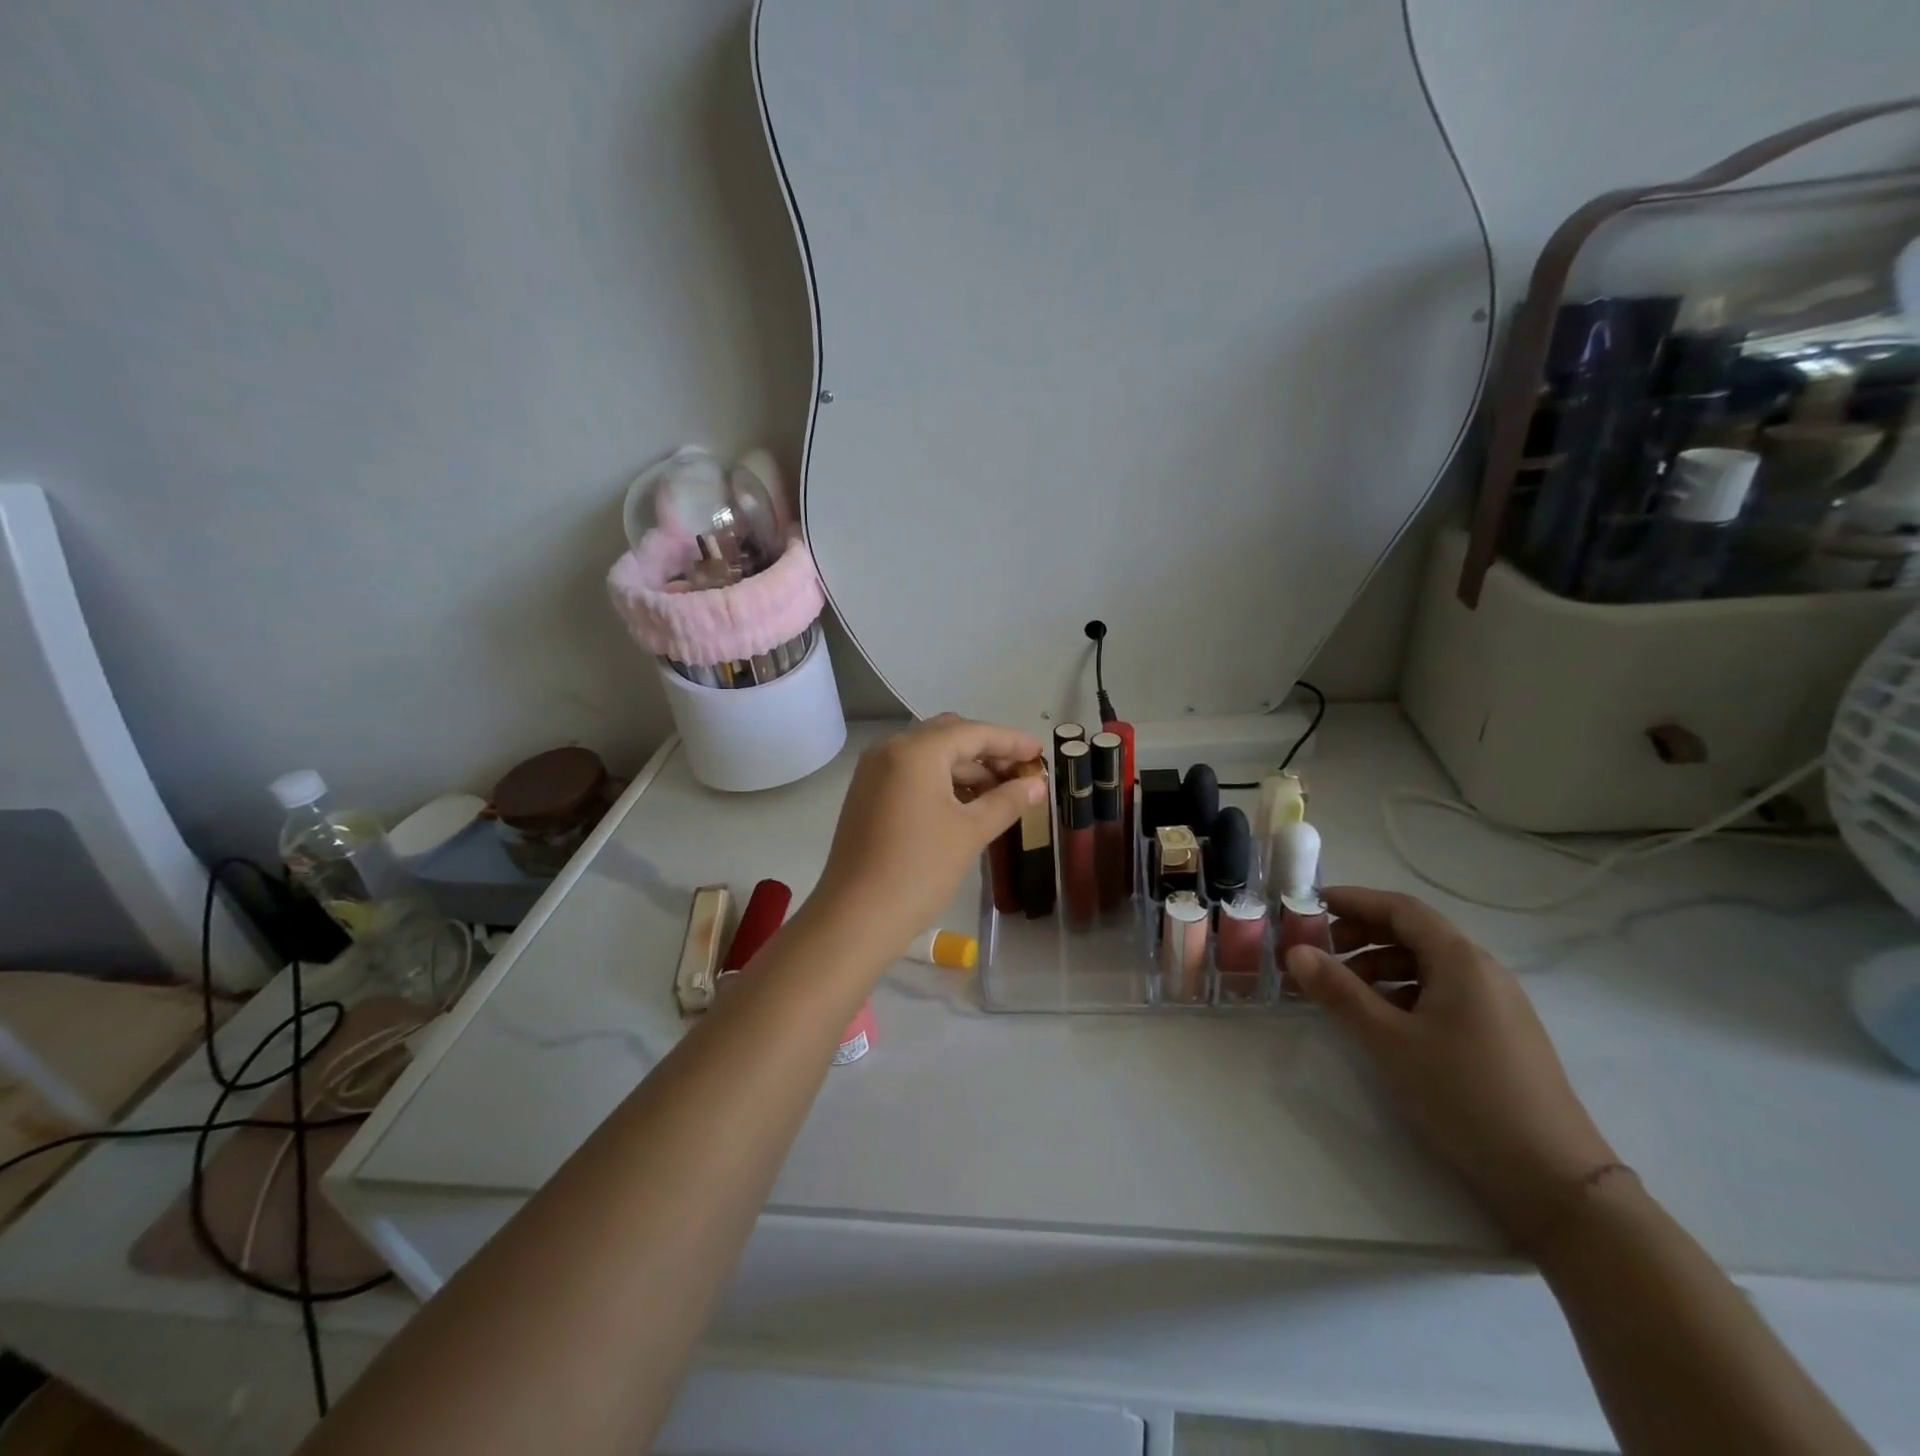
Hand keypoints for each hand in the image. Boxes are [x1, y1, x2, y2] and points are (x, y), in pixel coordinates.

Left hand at [807, 715, 1044, 958]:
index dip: (1011, 741)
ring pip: (930, 756)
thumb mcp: (971, 832)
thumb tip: (1037, 784)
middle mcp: (890, 749)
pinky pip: (912, 775)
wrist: (856, 917)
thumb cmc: (920, 869)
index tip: (1041, 752)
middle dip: (988, 752)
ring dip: (967, 769)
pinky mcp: (868, 795)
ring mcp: (874, 772)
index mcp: (915, 750)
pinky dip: (942, 782)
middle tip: (1022, 773)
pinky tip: (968, 804)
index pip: (973, 732)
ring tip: (1002, 794)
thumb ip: (1007, 801)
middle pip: (949, 737)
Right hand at [1286, 886, 1616, 1242]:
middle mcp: (1482, 971)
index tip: (1309, 906)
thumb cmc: (1464, 1095)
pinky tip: (1383, 1021)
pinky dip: (1403, 992)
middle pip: (1414, 933)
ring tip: (1342, 991)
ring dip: (1379, 966)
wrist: (1554, 1179)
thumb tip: (1295, 951)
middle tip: (1318, 952)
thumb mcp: (1389, 1041)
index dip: (1353, 900)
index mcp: (1460, 960)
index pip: (1400, 908)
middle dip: (1361, 935)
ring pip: (1427, 965)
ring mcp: (1496, 1004)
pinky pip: (1442, 993)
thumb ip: (1339, 992)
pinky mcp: (1499, 1034)